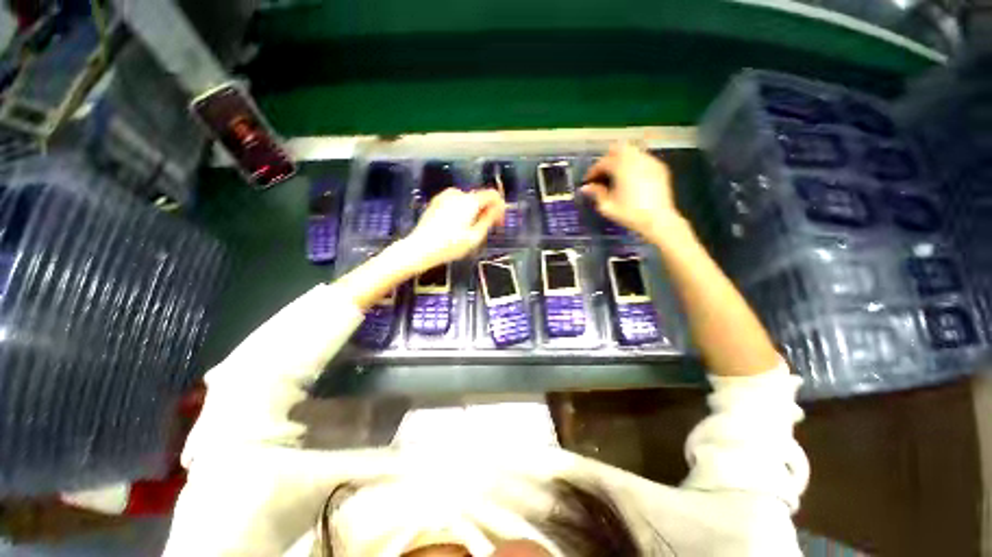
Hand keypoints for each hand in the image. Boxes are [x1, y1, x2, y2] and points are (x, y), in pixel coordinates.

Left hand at [400, 188, 505, 272]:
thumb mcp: (475, 237)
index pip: (492, 194)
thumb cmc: (450, 246)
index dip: (500, 206)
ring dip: (473, 211)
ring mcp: (444, 196)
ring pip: (467, 200)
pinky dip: (461, 211)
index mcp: (470, 201)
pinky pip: (455, 203)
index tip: (500, 220)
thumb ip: (489, 220)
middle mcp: (458, 193)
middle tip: (486, 229)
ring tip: (471, 230)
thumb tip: (498, 209)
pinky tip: (457, 226)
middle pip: (479, 197)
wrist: (420, 248)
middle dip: (486, 210)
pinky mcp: (436, 201)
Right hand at [581, 143, 684, 240]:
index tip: (588, 181)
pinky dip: (634, 164)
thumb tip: (585, 187)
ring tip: (616, 176)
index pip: (603, 162)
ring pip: (632, 151)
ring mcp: (650, 161)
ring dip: (621, 160)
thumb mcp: (607, 206)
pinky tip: (631, 178)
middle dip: (608, 159)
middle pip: (618, 149)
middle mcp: (636, 159)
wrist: (658, 220)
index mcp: (622, 167)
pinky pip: (643, 158)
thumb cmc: (630, 214)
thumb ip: (596, 193)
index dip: (593, 171)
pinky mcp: (660, 167)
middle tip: (602, 174)